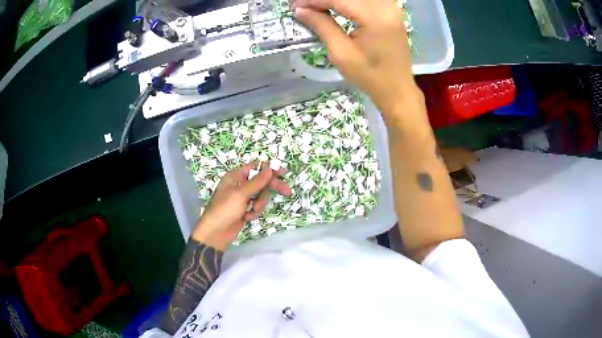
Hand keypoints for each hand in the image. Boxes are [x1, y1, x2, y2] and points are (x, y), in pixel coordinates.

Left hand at [192, 163, 291, 250]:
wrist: (216, 233)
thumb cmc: (224, 209)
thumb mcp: (240, 194)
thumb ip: (257, 181)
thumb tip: (270, 168)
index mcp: (236, 176)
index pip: (256, 167)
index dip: (270, 169)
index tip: (283, 173)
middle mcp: (240, 184)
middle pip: (262, 182)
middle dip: (271, 188)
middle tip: (287, 192)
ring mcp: (243, 198)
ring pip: (261, 196)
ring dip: (259, 204)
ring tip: (250, 211)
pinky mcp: (245, 209)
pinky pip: (257, 206)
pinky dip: (254, 212)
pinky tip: (246, 218)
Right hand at [292, 0, 422, 121]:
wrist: (397, 89)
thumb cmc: (370, 76)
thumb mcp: (341, 53)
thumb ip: (322, 26)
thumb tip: (301, 10)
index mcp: (375, 17)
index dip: (313, 0)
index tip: (294, 6)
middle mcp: (386, 6)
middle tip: (303, 6)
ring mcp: (391, 8)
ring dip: (335, 0)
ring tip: (317, 7)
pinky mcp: (391, 11)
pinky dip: (348, 1)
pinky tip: (335, 6)